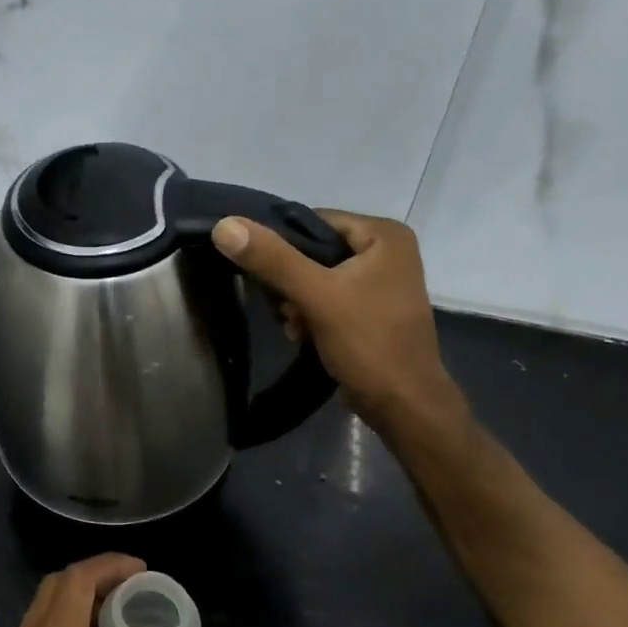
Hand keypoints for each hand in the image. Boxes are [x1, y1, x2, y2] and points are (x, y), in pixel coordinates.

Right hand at [211, 210, 462, 432]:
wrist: (403, 404)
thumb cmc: (367, 343)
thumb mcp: (316, 296)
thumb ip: (272, 259)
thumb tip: (224, 226)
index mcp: (384, 235)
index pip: (314, 221)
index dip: (282, 245)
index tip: (262, 276)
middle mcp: (387, 251)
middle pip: (315, 251)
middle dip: (290, 282)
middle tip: (283, 309)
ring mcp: (381, 282)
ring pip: (317, 277)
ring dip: (297, 302)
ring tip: (294, 326)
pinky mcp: (372, 310)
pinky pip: (329, 298)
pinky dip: (311, 314)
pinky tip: (303, 335)